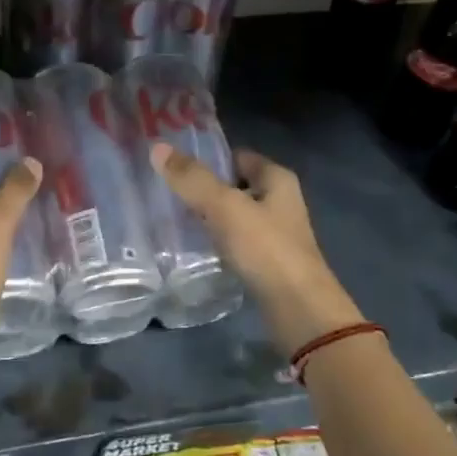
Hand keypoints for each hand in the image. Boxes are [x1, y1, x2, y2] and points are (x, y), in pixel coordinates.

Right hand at [149, 143, 364, 356]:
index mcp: (277, 179)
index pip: (237, 156)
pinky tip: (196, 249)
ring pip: (235, 216)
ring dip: (210, 218)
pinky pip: (237, 242)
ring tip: (174, 220)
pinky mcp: (268, 262)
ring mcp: (276, 233)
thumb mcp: (224, 207)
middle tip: (167, 193)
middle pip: (235, 186)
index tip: (174, 166)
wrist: (298, 308)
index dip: (208, 159)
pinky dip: (218, 242)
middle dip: (205, 189)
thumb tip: (158, 147)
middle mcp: (280, 201)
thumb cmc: (265, 248)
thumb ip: (192, 179)